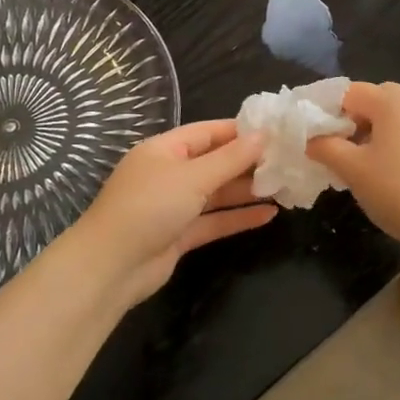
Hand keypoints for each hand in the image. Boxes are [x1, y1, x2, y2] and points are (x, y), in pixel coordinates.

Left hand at [72, 121, 277, 306]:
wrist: (111, 267)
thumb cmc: (149, 207)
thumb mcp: (192, 177)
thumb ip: (230, 159)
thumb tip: (263, 135)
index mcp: (164, 150)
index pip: (207, 132)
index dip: (240, 131)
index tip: (276, 132)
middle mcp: (169, 174)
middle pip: (214, 163)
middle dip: (248, 163)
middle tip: (288, 161)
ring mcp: (173, 205)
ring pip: (216, 193)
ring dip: (247, 191)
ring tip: (285, 187)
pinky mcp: (179, 234)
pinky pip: (214, 220)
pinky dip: (238, 217)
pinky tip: (268, 215)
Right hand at [306, 81, 399, 252]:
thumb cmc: (397, 191)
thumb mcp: (351, 169)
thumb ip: (325, 147)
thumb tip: (310, 139)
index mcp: (392, 101)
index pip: (349, 92)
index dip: (328, 112)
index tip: (318, 140)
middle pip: (374, 100)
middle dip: (352, 121)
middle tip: (339, 150)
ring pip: (393, 118)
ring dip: (372, 134)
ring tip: (360, 166)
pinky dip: (394, 144)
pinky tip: (389, 175)